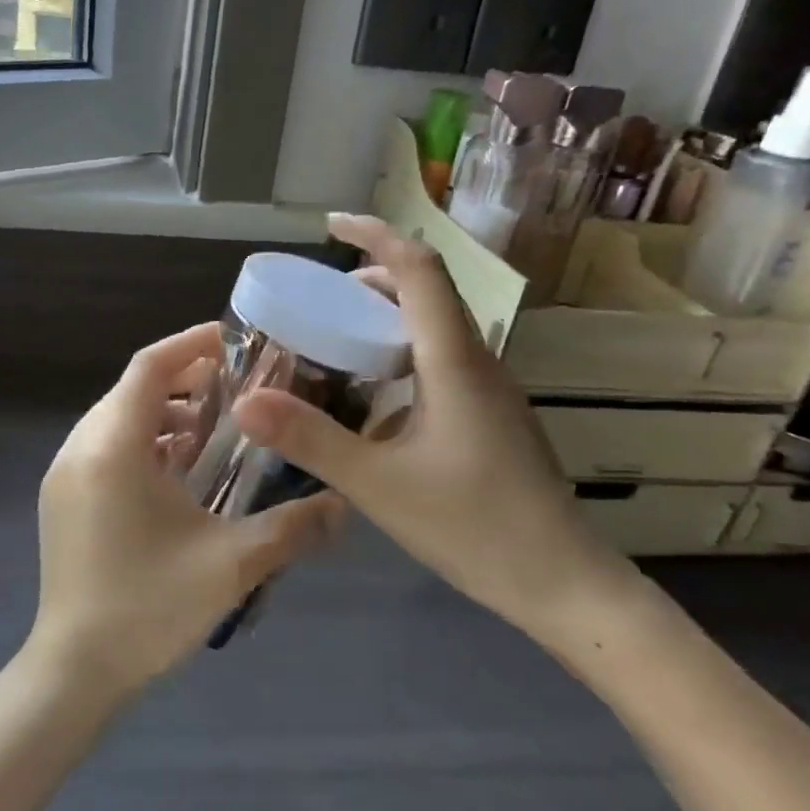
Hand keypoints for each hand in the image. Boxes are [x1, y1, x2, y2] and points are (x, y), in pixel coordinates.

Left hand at [31, 323, 342, 696]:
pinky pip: (105, 447)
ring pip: (118, 418)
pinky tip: (178, 475)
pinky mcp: (62, 498)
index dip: (191, 344)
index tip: (235, 341)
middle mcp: (80, 447)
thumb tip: (344, 504)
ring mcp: (64, 474)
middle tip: (238, 391)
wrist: (73, 670)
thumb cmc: (147, 607)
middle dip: (185, 380)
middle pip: (134, 388)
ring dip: (165, 415)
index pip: (150, 366)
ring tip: (215, 435)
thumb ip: (291, 528)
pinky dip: (143, 443)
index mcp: (113, 446)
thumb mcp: (230, 564)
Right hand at [233, 214, 635, 644]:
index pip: (419, 269)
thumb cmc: (475, 527)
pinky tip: (373, 395)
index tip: (331, 224)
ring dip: (387, 315)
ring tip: (336, 337)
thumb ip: (310, 439)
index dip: (376, 235)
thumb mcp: (378, 484)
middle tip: (318, 296)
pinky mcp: (491, 416)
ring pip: (436, 326)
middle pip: (427, 291)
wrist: (564, 585)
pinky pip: (442, 359)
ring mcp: (490, 389)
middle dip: (372, 276)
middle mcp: (477, 361)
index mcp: (454, 360)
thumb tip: (245, 401)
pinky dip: (401, 351)